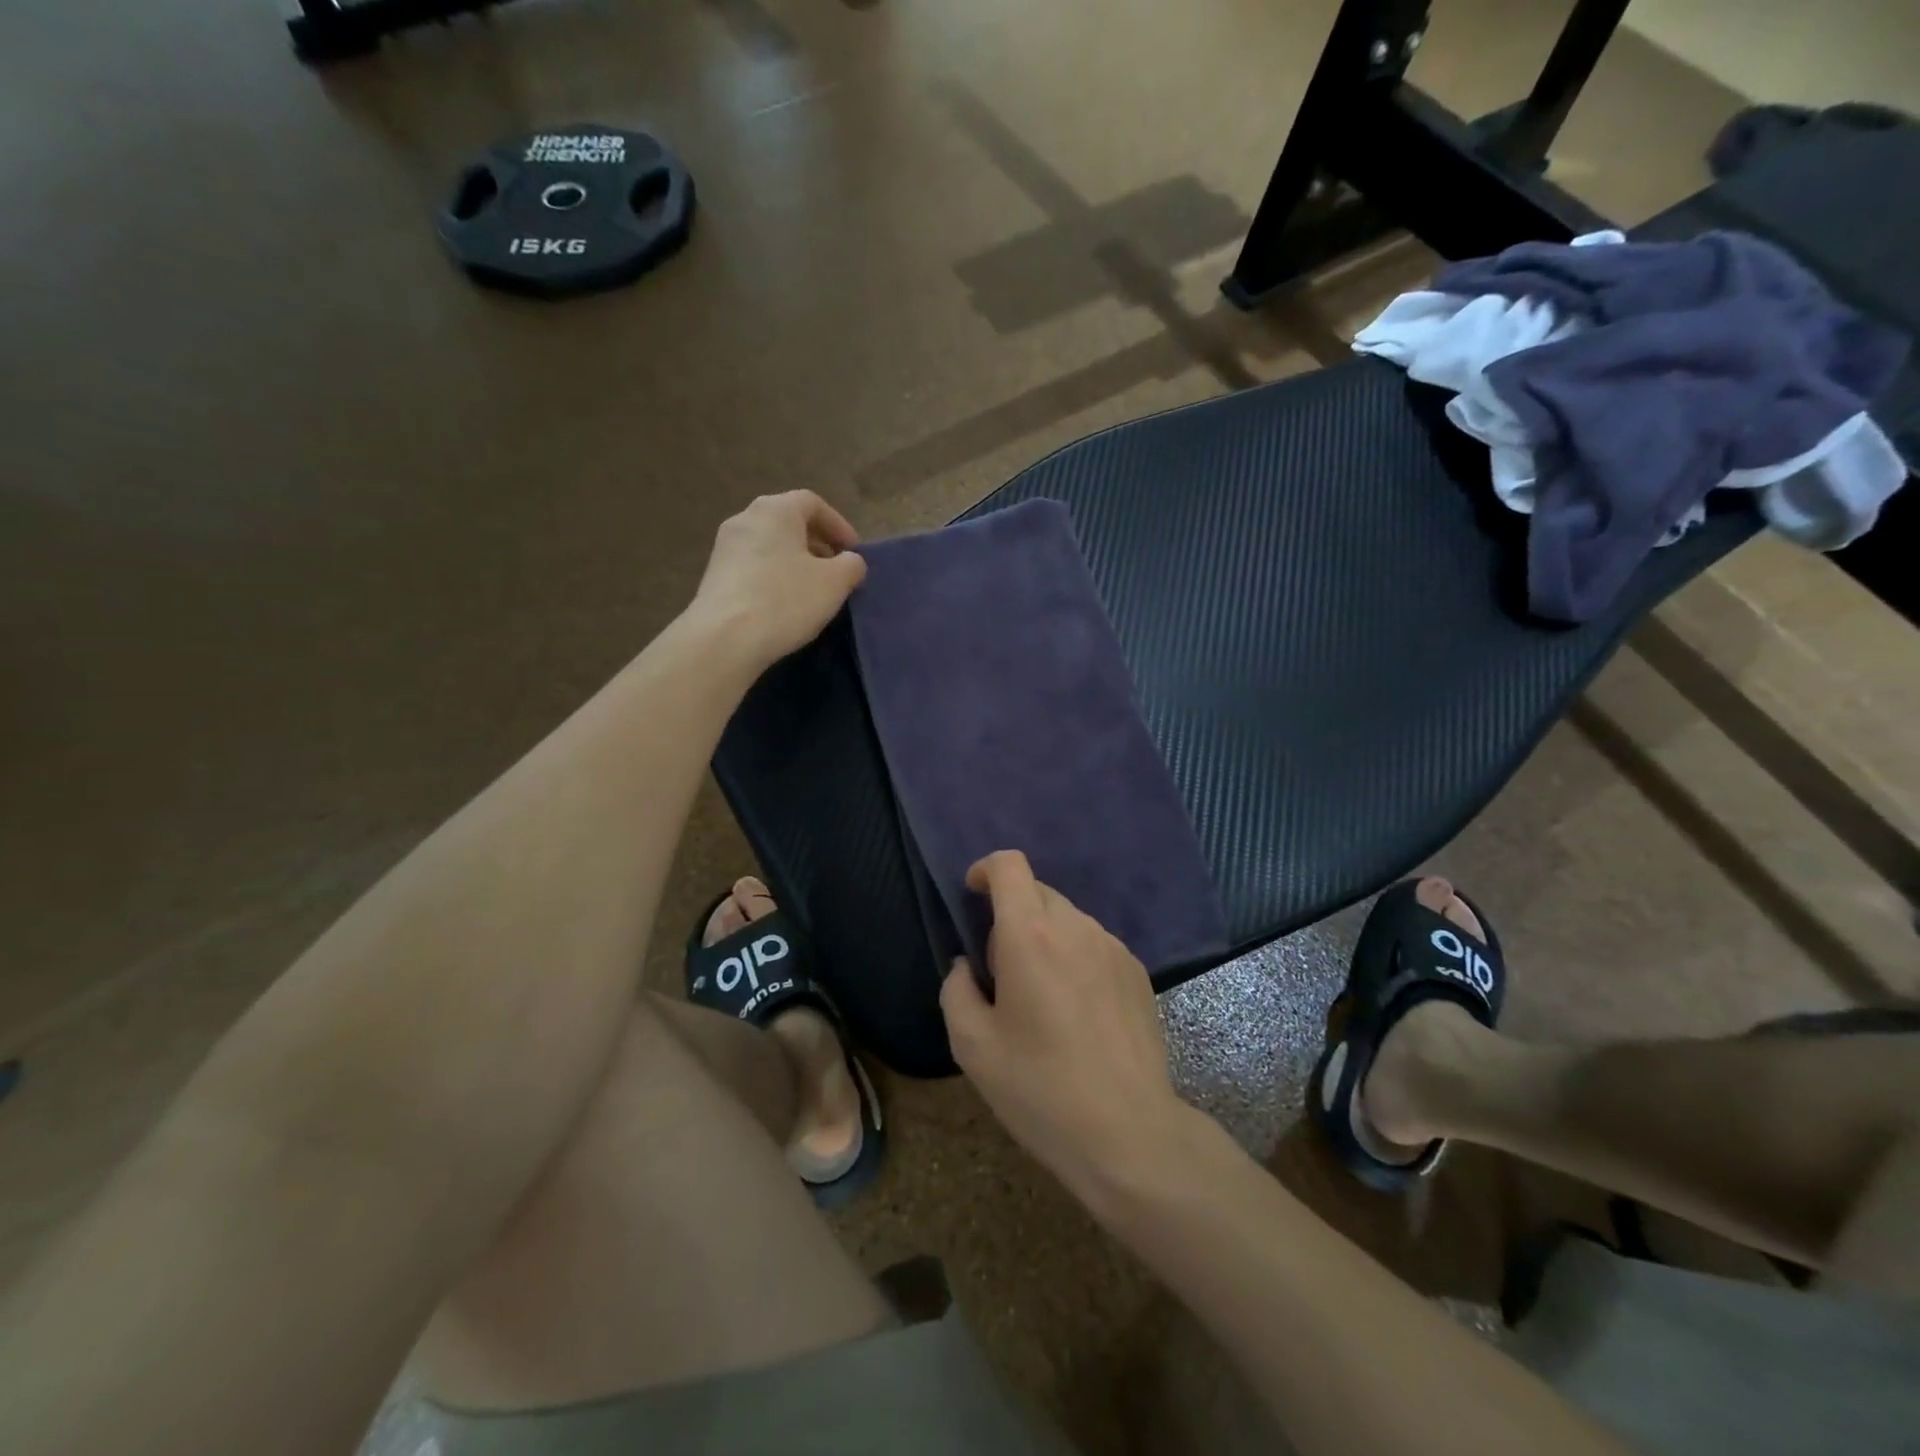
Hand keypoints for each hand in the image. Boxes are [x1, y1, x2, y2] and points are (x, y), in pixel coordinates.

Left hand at [689, 491, 867, 666]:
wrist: (724, 639)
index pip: (813, 503)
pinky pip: (753, 567)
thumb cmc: (785, 600)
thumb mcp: (835, 583)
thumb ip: (851, 565)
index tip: (854, 553)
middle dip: (817, 544)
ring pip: (770, 545)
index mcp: (775, 510)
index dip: (839, 525)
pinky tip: (784, 605)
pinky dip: (774, 577)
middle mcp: (745, 518)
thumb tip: (850, 561)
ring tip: (813, 591)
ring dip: (796, 562)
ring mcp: (724, 547)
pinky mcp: (714, 576)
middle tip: (836, 572)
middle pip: (789, 523)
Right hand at [941, 850, 1191, 1198]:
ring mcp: (1113, 948)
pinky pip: (1094, 945)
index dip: (985, 870)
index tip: (972, 895)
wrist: (1129, 1133)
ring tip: (1042, 998)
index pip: (1009, 866)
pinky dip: (1075, 958)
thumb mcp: (972, 1046)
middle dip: (1011, 915)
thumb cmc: (1040, 1088)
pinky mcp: (1137, 972)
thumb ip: (956, 989)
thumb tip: (967, 966)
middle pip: (1037, 891)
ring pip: (1067, 919)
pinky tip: (1078, 1013)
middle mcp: (1076, 927)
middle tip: (1002, 972)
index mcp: (1030, 936)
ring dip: (1045, 938)